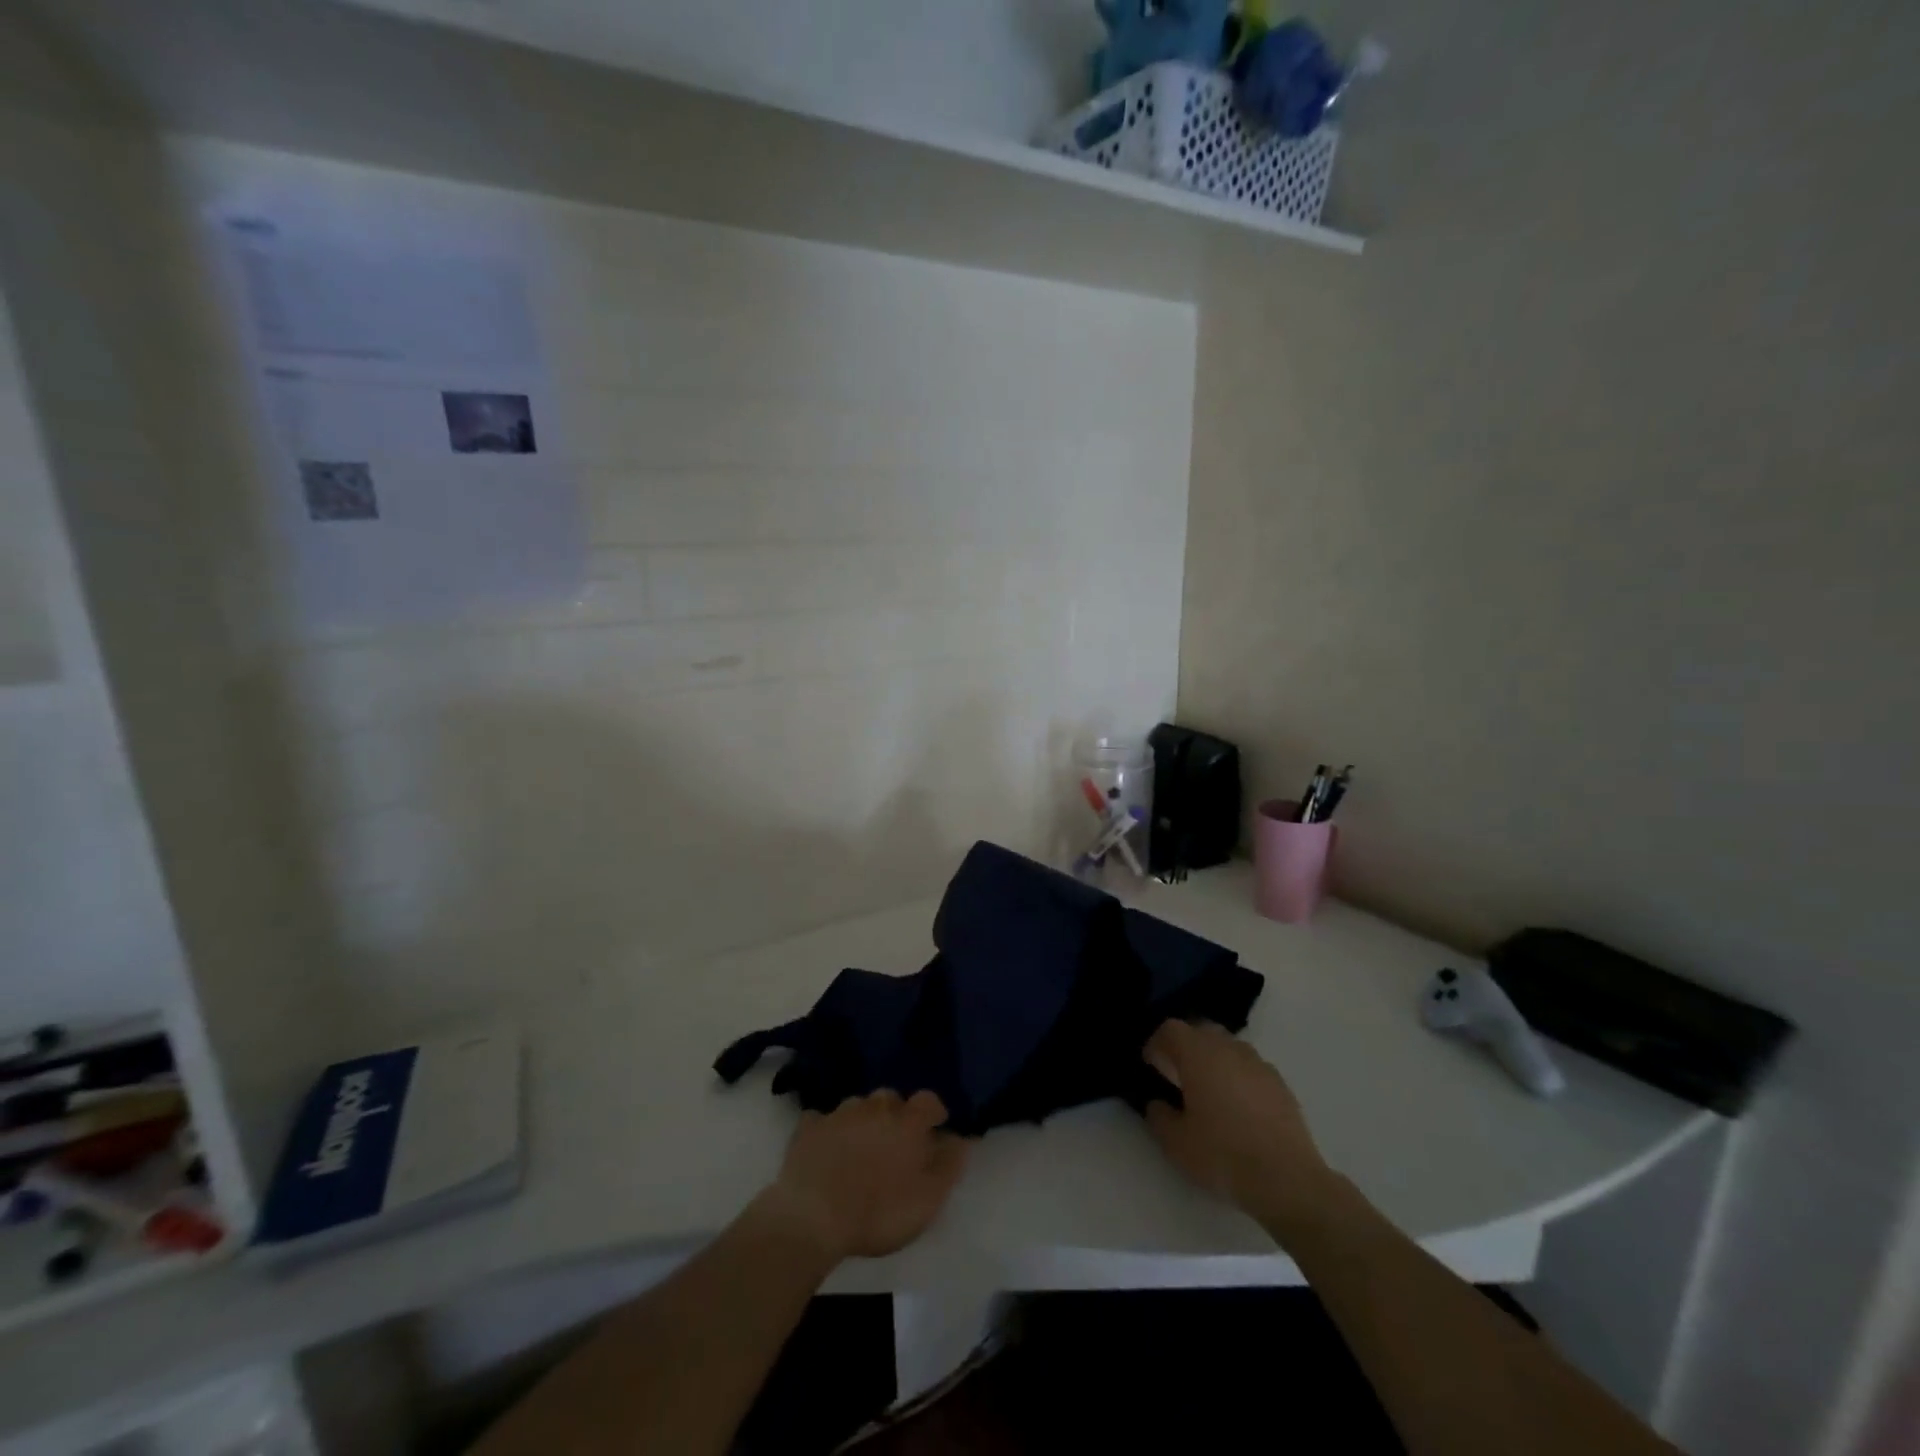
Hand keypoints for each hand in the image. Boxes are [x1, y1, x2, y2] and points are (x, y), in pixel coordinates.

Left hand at [761, 1090, 968, 1263]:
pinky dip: (828, 1129)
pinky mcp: (809, 1128)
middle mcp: (874, 1107)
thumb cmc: (878, 1211)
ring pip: (858, 1106)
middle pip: (891, 1099)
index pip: (928, 1100)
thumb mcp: (927, 1199)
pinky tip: (827, 1146)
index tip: (936, 1128)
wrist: (813, 1216)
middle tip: (896, 1142)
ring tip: (862, 1146)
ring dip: (864, 1120)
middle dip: (897, 1114)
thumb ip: (949, 1166)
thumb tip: (962, 1138)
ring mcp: (839, 1114)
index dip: (934, 1112)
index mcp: (907, 1122)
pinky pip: (823, 1119)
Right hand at [1143, 1020, 1338, 1240]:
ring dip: (1213, 1058)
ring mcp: (1258, 1064)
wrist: (1288, 1179)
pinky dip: (1238, 1075)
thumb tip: (1158, 1103)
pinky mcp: (1280, 1084)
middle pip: (1201, 1030)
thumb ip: (1159, 1116)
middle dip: (1186, 1046)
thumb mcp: (1176, 1143)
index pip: (1171, 1029)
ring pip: (1228, 1046)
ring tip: (1209, 1089)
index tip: (1151, 1064)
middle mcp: (1228, 1048)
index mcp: (1198, 1054)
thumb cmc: (1223, 1155)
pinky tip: (1238, 1106)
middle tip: (1177, 1073)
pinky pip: (1250, 1067)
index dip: (1156, 1043)